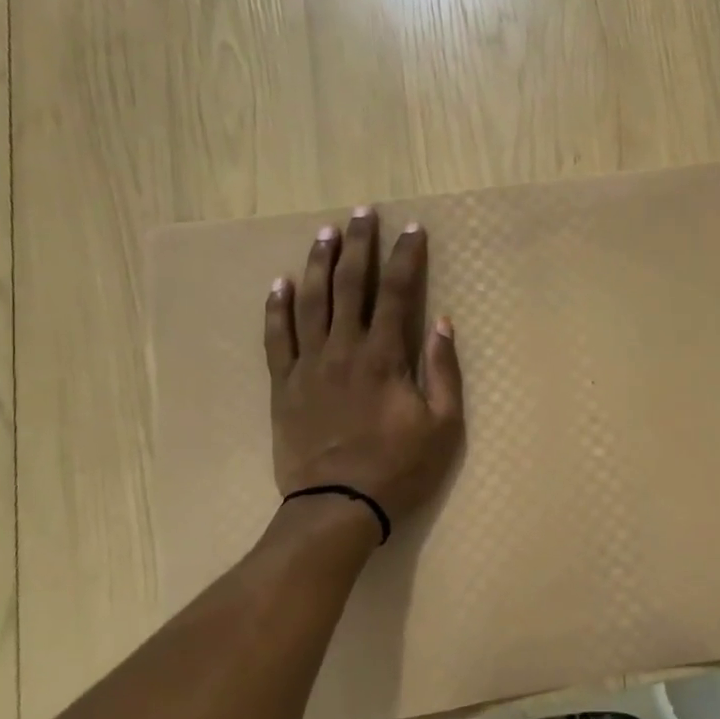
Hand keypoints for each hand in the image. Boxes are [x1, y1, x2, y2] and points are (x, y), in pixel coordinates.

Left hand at [264, 207, 463, 527]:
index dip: (406, 258)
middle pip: (350, 285)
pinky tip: (280, 283)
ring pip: (311, 302)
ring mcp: (308, 365)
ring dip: (319, 263)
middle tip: (362, 212)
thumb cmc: (399, 467)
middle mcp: (344, 349)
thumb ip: (443, 371)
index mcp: (385, 357)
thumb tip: (441, 323)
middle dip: (359, 245)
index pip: (398, 293)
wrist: (338, 506)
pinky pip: (276, 337)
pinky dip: (277, 307)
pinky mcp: (283, 385)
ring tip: (325, 233)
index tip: (412, 229)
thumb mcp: (443, 425)